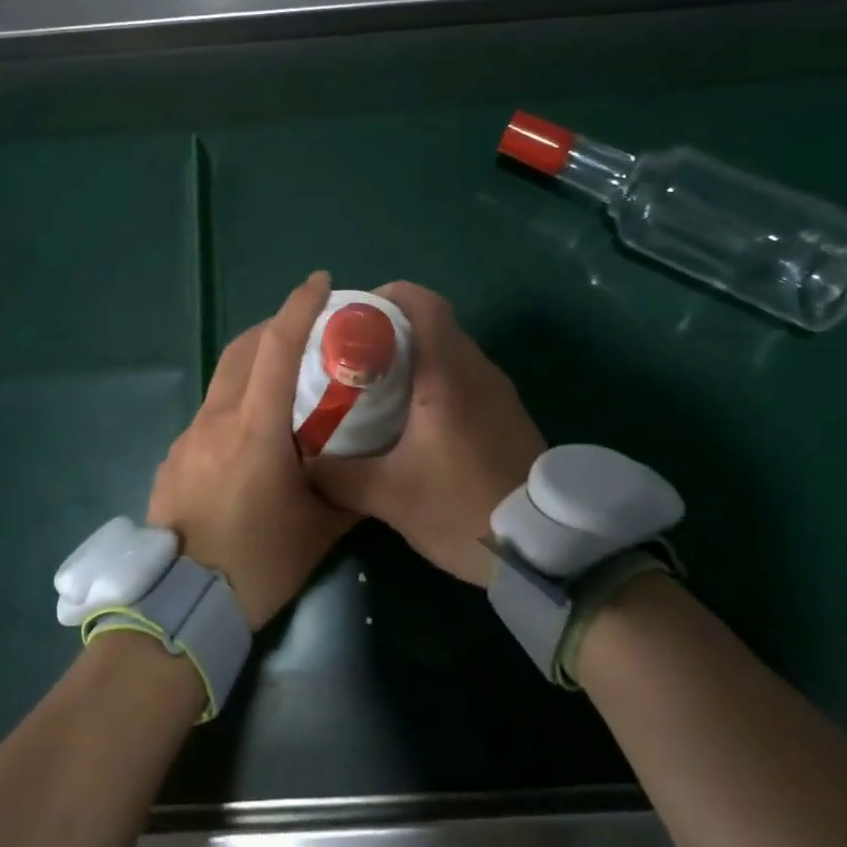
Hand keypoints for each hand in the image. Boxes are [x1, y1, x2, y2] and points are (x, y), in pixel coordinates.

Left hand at [148, 271, 356, 628]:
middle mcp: (216, 419)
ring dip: (252, 365)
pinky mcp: (173, 457)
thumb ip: (349, 490)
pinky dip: (234, 402)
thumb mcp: (319, 529)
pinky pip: (209, 413)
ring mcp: (188, 436)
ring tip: (282, 382)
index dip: (299, 307)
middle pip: (242, 349)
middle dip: (274, 327)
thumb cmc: (258, 564)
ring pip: (222, 379)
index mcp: (255, 428)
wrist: (181, 604)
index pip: (277, 347)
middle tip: (306, 331)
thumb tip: (370, 469)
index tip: (320, 282)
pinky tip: (251, 436)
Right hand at [309, 282, 543, 586]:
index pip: (422, 303)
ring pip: (450, 351)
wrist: (545, 549)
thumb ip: (336, 474)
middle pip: (433, 324)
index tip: (350, 317)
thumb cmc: (462, 509)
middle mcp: (477, 370)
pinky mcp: (507, 414)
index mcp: (447, 374)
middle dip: (388, 329)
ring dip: (412, 357)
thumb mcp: (388, 496)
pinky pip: (464, 377)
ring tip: (373, 386)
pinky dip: (434, 380)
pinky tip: (411, 418)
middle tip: (349, 356)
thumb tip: (300, 458)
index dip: (385, 297)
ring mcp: (498, 391)